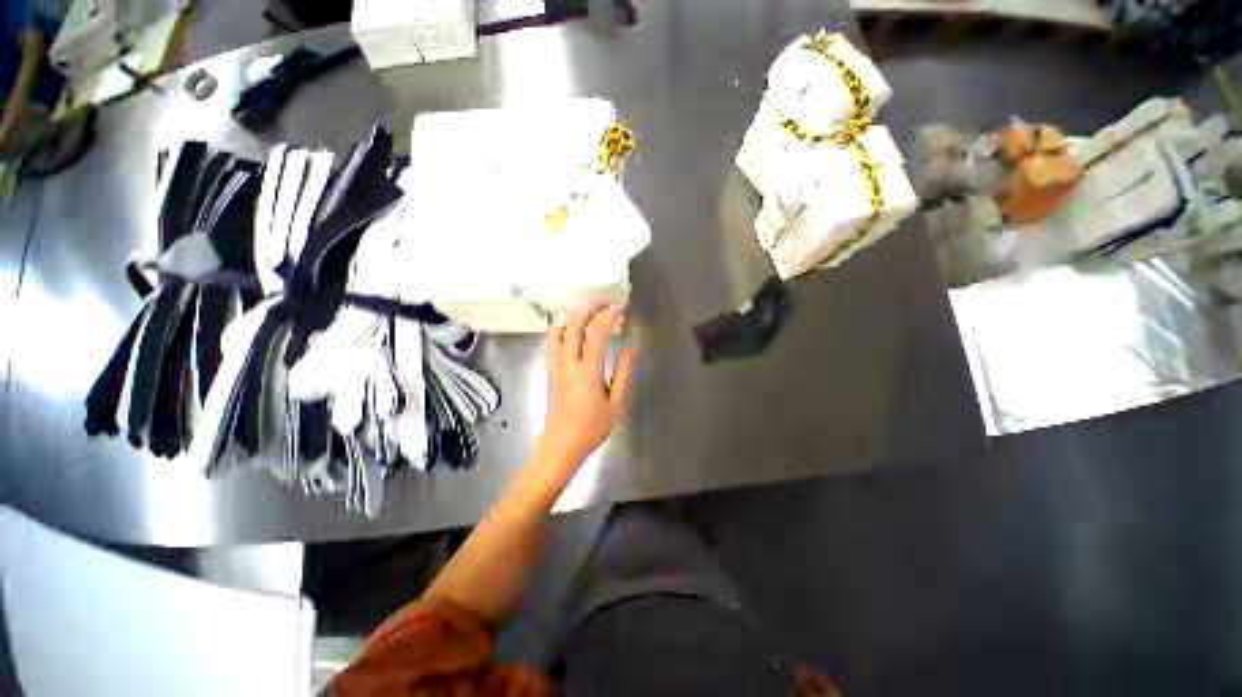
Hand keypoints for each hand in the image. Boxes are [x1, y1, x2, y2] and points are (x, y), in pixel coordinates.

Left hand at [538, 304, 637, 466]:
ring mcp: (555, 367)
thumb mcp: (616, 403)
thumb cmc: (592, 428)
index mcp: (587, 371)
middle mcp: (568, 364)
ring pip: (556, 332)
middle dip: (589, 309)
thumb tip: (632, 348)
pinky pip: (551, 344)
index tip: (620, 307)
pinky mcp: (549, 373)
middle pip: (573, 326)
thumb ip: (623, 373)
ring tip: (586, 315)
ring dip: (571, 319)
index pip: (596, 333)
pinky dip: (561, 331)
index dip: (608, 316)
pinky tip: (571, 334)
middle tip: (604, 304)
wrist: (561, 446)